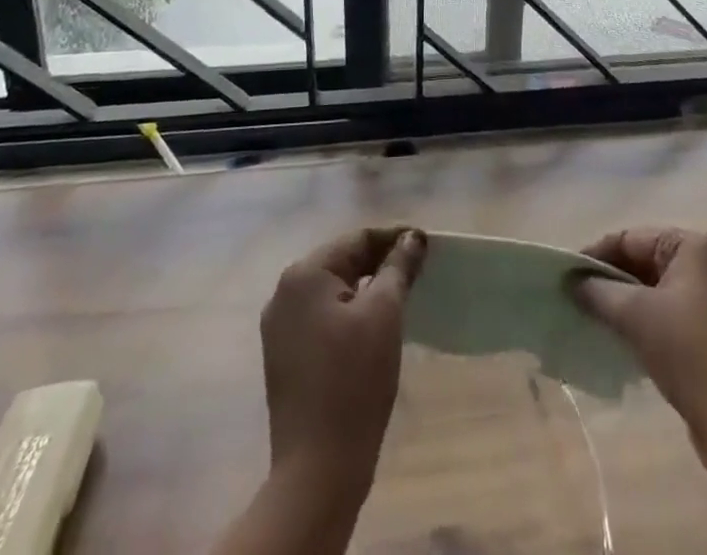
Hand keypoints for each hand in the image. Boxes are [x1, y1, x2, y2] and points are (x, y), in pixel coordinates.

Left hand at [259, 226, 426, 505]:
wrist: (317, 469)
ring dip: (366, 288)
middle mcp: (284, 292)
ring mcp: (279, 327)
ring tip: (401, 295)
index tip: (426, 245)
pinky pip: (322, 317)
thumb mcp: (385, 314)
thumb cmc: (354, 380)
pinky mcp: (284, 356)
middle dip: (380, 262)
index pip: (357, 239)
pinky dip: (349, 313)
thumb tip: (413, 237)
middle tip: (417, 270)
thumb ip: (399, 267)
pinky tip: (373, 327)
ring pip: (332, 290)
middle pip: (342, 261)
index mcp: (304, 274)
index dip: (394, 238)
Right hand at [572, 228, 706, 490]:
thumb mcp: (637, 316)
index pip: (631, 238)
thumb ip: (599, 292)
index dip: (595, 254)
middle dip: (610, 280)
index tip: (566, 275)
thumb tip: (572, 282)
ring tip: (592, 318)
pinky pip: (669, 314)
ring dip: (625, 303)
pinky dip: (644, 322)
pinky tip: (621, 339)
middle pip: (644, 262)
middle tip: (575, 297)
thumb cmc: (690, 353)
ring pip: (655, 290)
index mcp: (694, 245)